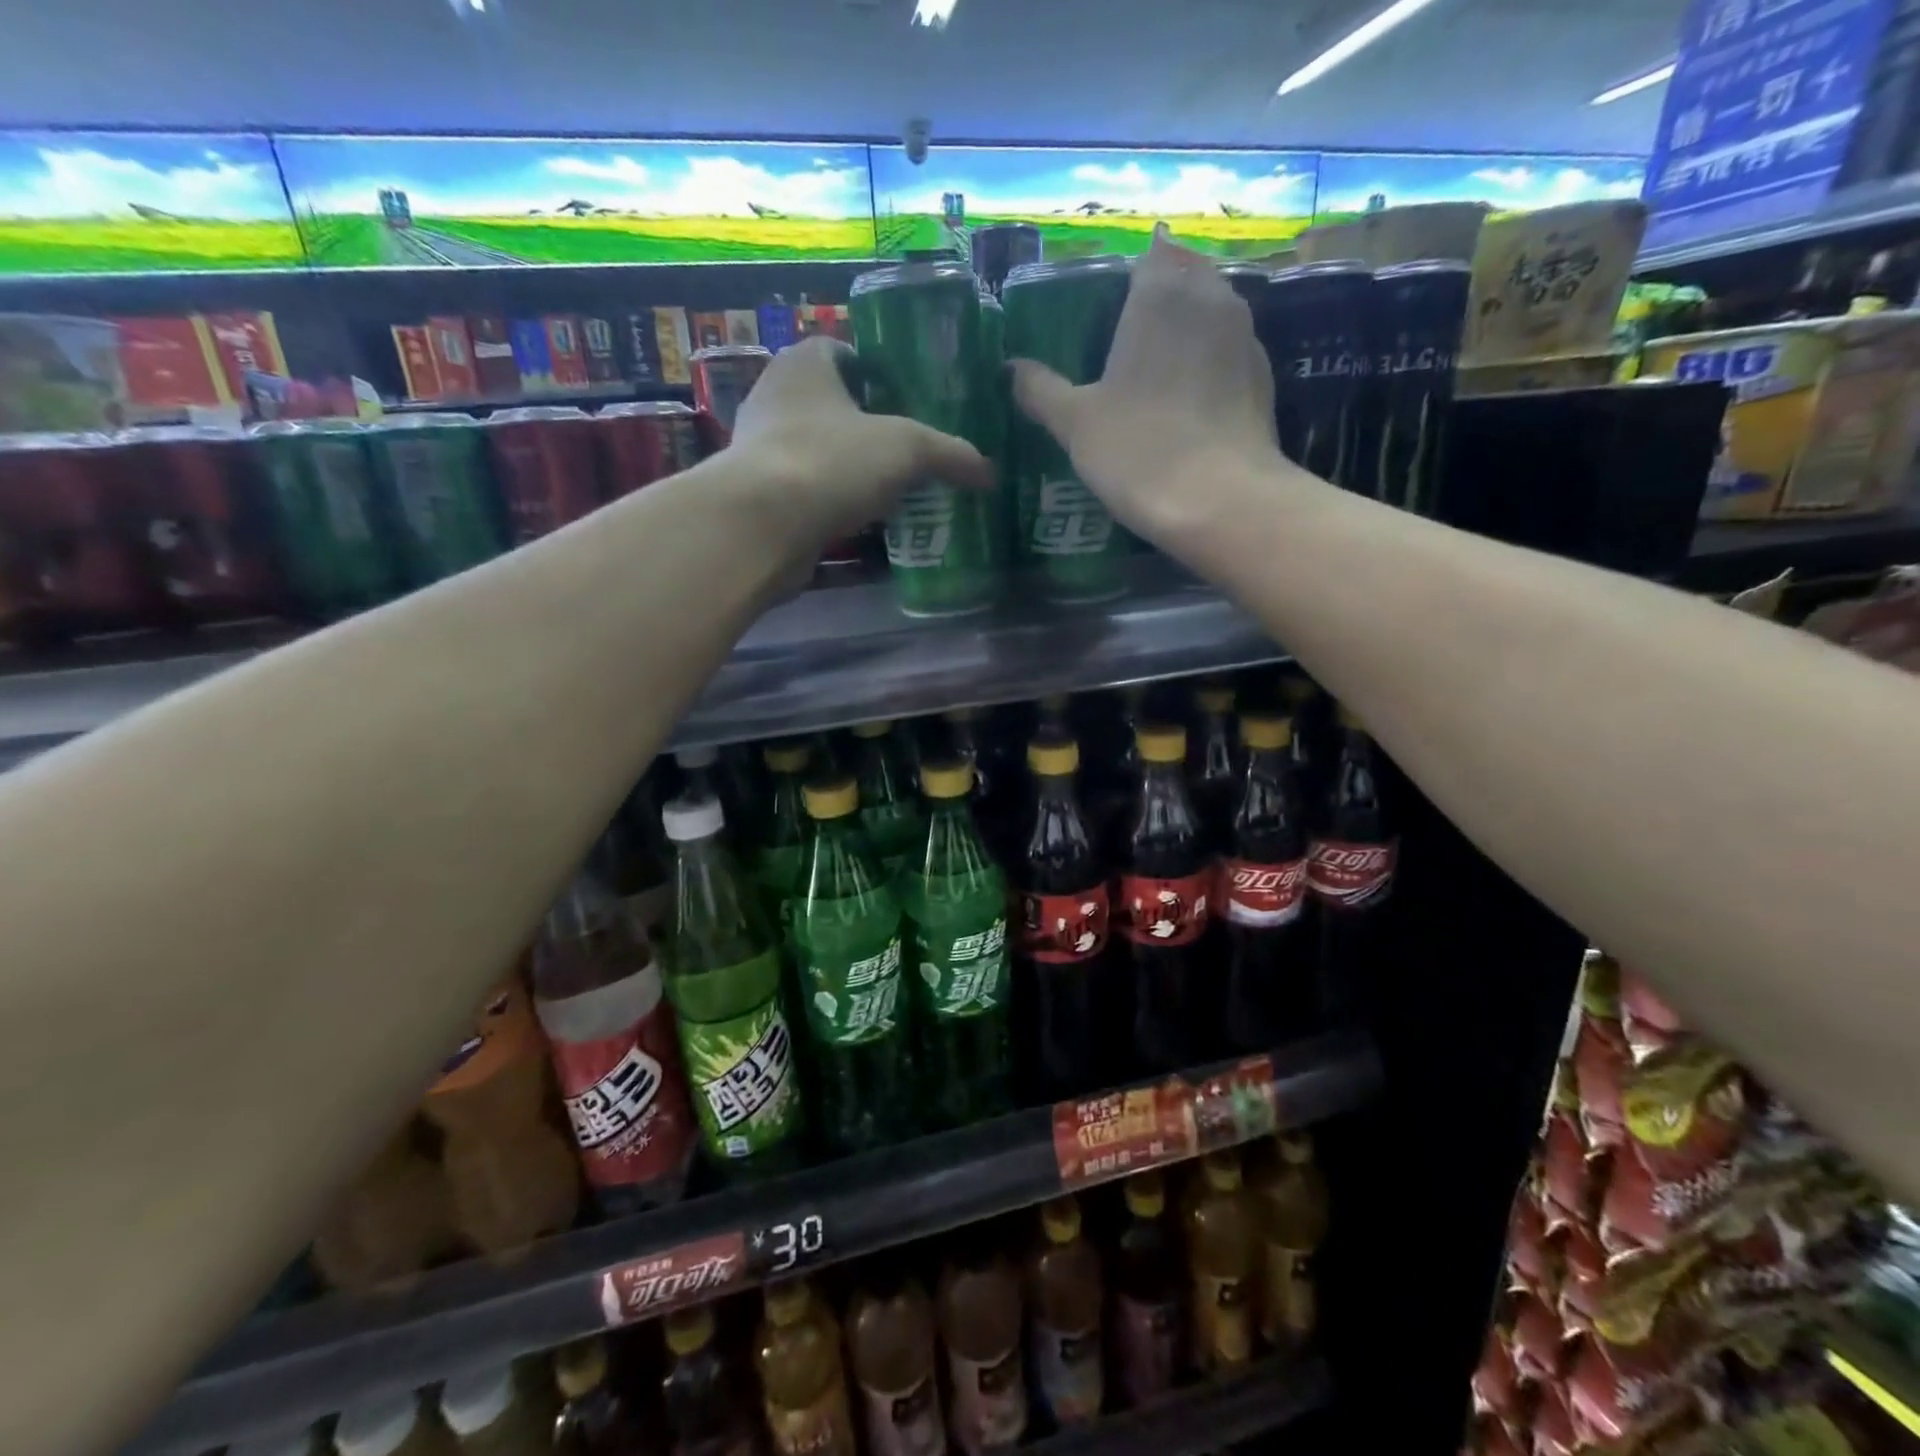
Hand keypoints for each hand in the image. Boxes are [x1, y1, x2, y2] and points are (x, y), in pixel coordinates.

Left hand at [727, 336, 994, 552]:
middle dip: (870, 426)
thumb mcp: (908, 448)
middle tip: (912, 450)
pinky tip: (864, 521)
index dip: (880, 371)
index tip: (912, 400)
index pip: (845, 352)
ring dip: (851, 469)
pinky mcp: (759, 496)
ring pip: (820, 451)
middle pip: (834, 405)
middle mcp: (775, 396)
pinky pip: (808, 491)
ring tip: (896, 489)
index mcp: (804, 363)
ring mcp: (762, 449)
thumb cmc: (832, 461)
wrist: (762, 526)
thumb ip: (951, 455)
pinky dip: (834, 502)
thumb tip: (990, 473)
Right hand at [1010, 227, 1285, 543]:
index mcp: (1160, 293)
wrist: (1223, 501)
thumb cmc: (1139, 450)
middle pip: (1184, 277)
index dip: (1124, 280)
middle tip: (1126, 339)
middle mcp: (1210, 298)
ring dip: (1188, 329)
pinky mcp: (1264, 378)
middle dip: (1160, 297)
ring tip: (1156, 369)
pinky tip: (1189, 401)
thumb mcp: (1075, 424)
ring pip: (1212, 313)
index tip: (1104, 310)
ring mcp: (1245, 337)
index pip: (1146, 257)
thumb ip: (1041, 390)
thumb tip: (1012, 368)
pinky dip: (1210, 364)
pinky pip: (1229, 353)